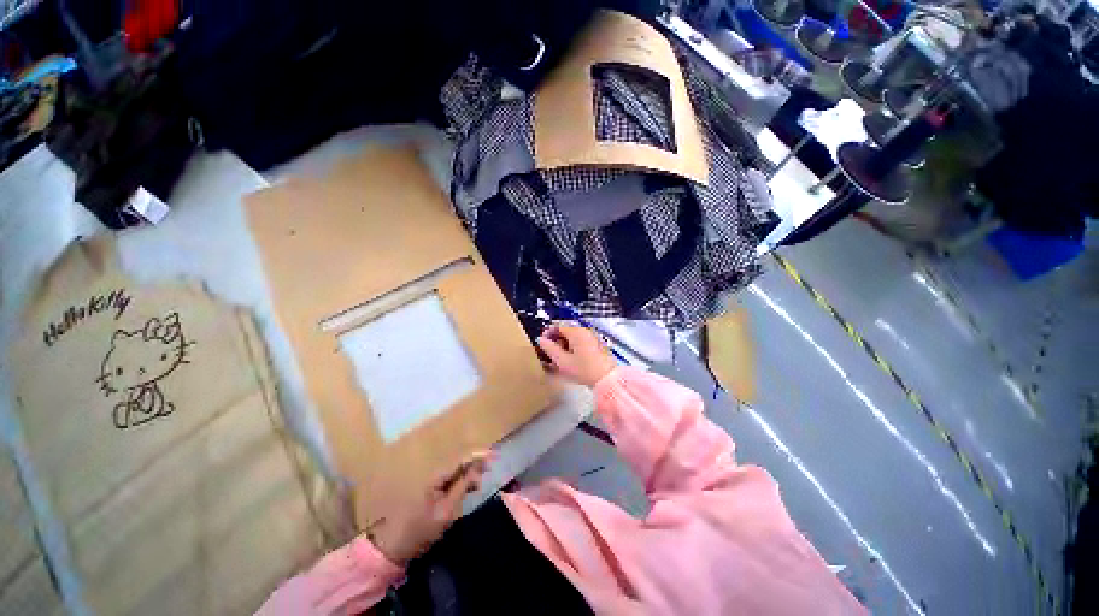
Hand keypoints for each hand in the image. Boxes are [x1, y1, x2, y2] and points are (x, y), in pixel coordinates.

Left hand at [367, 451, 490, 565]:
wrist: (393, 548)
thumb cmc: (420, 531)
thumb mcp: (446, 511)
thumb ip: (462, 486)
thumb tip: (477, 468)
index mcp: (436, 476)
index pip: (461, 458)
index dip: (478, 455)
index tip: (495, 455)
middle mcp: (434, 474)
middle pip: (459, 462)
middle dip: (475, 465)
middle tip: (487, 476)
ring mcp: (431, 482)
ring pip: (456, 471)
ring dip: (469, 474)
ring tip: (478, 485)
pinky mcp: (431, 490)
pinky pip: (451, 479)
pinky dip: (462, 481)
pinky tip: (468, 489)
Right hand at [536, 324, 616, 387]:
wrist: (608, 380)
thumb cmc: (584, 370)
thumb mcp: (563, 361)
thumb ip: (550, 349)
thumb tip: (540, 340)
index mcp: (576, 332)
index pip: (558, 326)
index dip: (548, 333)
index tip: (542, 344)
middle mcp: (585, 331)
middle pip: (566, 331)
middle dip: (556, 341)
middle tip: (550, 355)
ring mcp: (592, 338)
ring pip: (573, 338)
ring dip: (564, 346)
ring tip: (560, 360)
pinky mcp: (597, 346)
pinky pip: (581, 343)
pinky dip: (574, 349)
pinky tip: (572, 361)